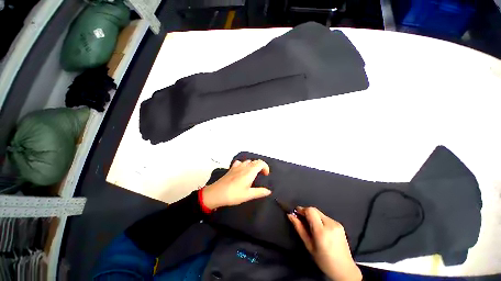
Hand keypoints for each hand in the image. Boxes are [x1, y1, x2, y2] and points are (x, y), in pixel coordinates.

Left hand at [202, 159, 271, 208]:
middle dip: (260, 166)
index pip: (261, 163)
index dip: (266, 167)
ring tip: (252, 174)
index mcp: (250, 172)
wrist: (216, 193)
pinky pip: (239, 163)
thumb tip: (268, 191)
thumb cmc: (233, 194)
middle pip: (255, 161)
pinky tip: (241, 171)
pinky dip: (243, 165)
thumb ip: (259, 192)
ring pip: (247, 161)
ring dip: (252, 165)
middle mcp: (244, 167)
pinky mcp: (231, 169)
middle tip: (261, 175)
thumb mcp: (248, 195)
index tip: (266, 175)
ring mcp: (236, 167)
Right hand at [288, 207, 361, 280]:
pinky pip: (325, 217)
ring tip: (310, 225)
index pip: (310, 211)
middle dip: (306, 212)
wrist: (345, 269)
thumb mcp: (309, 245)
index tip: (296, 213)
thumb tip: (290, 215)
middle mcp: (330, 224)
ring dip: (313, 216)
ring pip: (319, 213)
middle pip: (314, 210)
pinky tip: (319, 228)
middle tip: (301, 219)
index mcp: (322, 231)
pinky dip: (319, 219)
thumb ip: (299, 228)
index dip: (302, 209)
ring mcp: (336, 224)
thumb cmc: (323, 260)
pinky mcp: (340, 224)